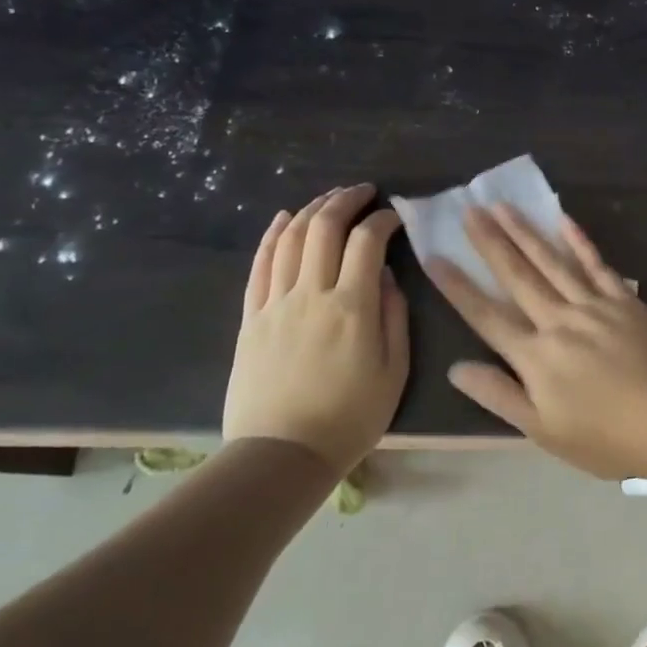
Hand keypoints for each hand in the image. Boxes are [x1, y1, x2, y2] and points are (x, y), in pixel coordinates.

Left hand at [223, 184, 409, 474]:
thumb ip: (394, 316)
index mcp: (353, 307)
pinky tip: (283, 219)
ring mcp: (275, 303)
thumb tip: (387, 276)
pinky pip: (259, 265)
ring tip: (330, 199)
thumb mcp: (395, 371)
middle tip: (363, 192)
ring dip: (311, 210)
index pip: (367, 242)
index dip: (383, 220)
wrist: (282, 454)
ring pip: (289, 239)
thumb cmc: (350, 417)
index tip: (395, 218)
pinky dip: (271, 235)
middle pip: (324, 228)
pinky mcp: (251, 318)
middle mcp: (311, 294)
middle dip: (346, 200)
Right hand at [429, 205, 646, 478]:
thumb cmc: (604, 438)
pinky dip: (579, 242)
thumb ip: (499, 396)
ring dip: (526, 233)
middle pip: (517, 277)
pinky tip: (563, 220)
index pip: (486, 315)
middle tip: (468, 210)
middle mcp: (559, 321)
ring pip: (552, 262)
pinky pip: (597, 265)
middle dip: (490, 243)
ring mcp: (594, 306)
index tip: (435, 256)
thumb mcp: (543, 430)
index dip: (458, 287)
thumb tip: (456, 368)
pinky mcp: (624, 300)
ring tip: (502, 206)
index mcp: (535, 356)